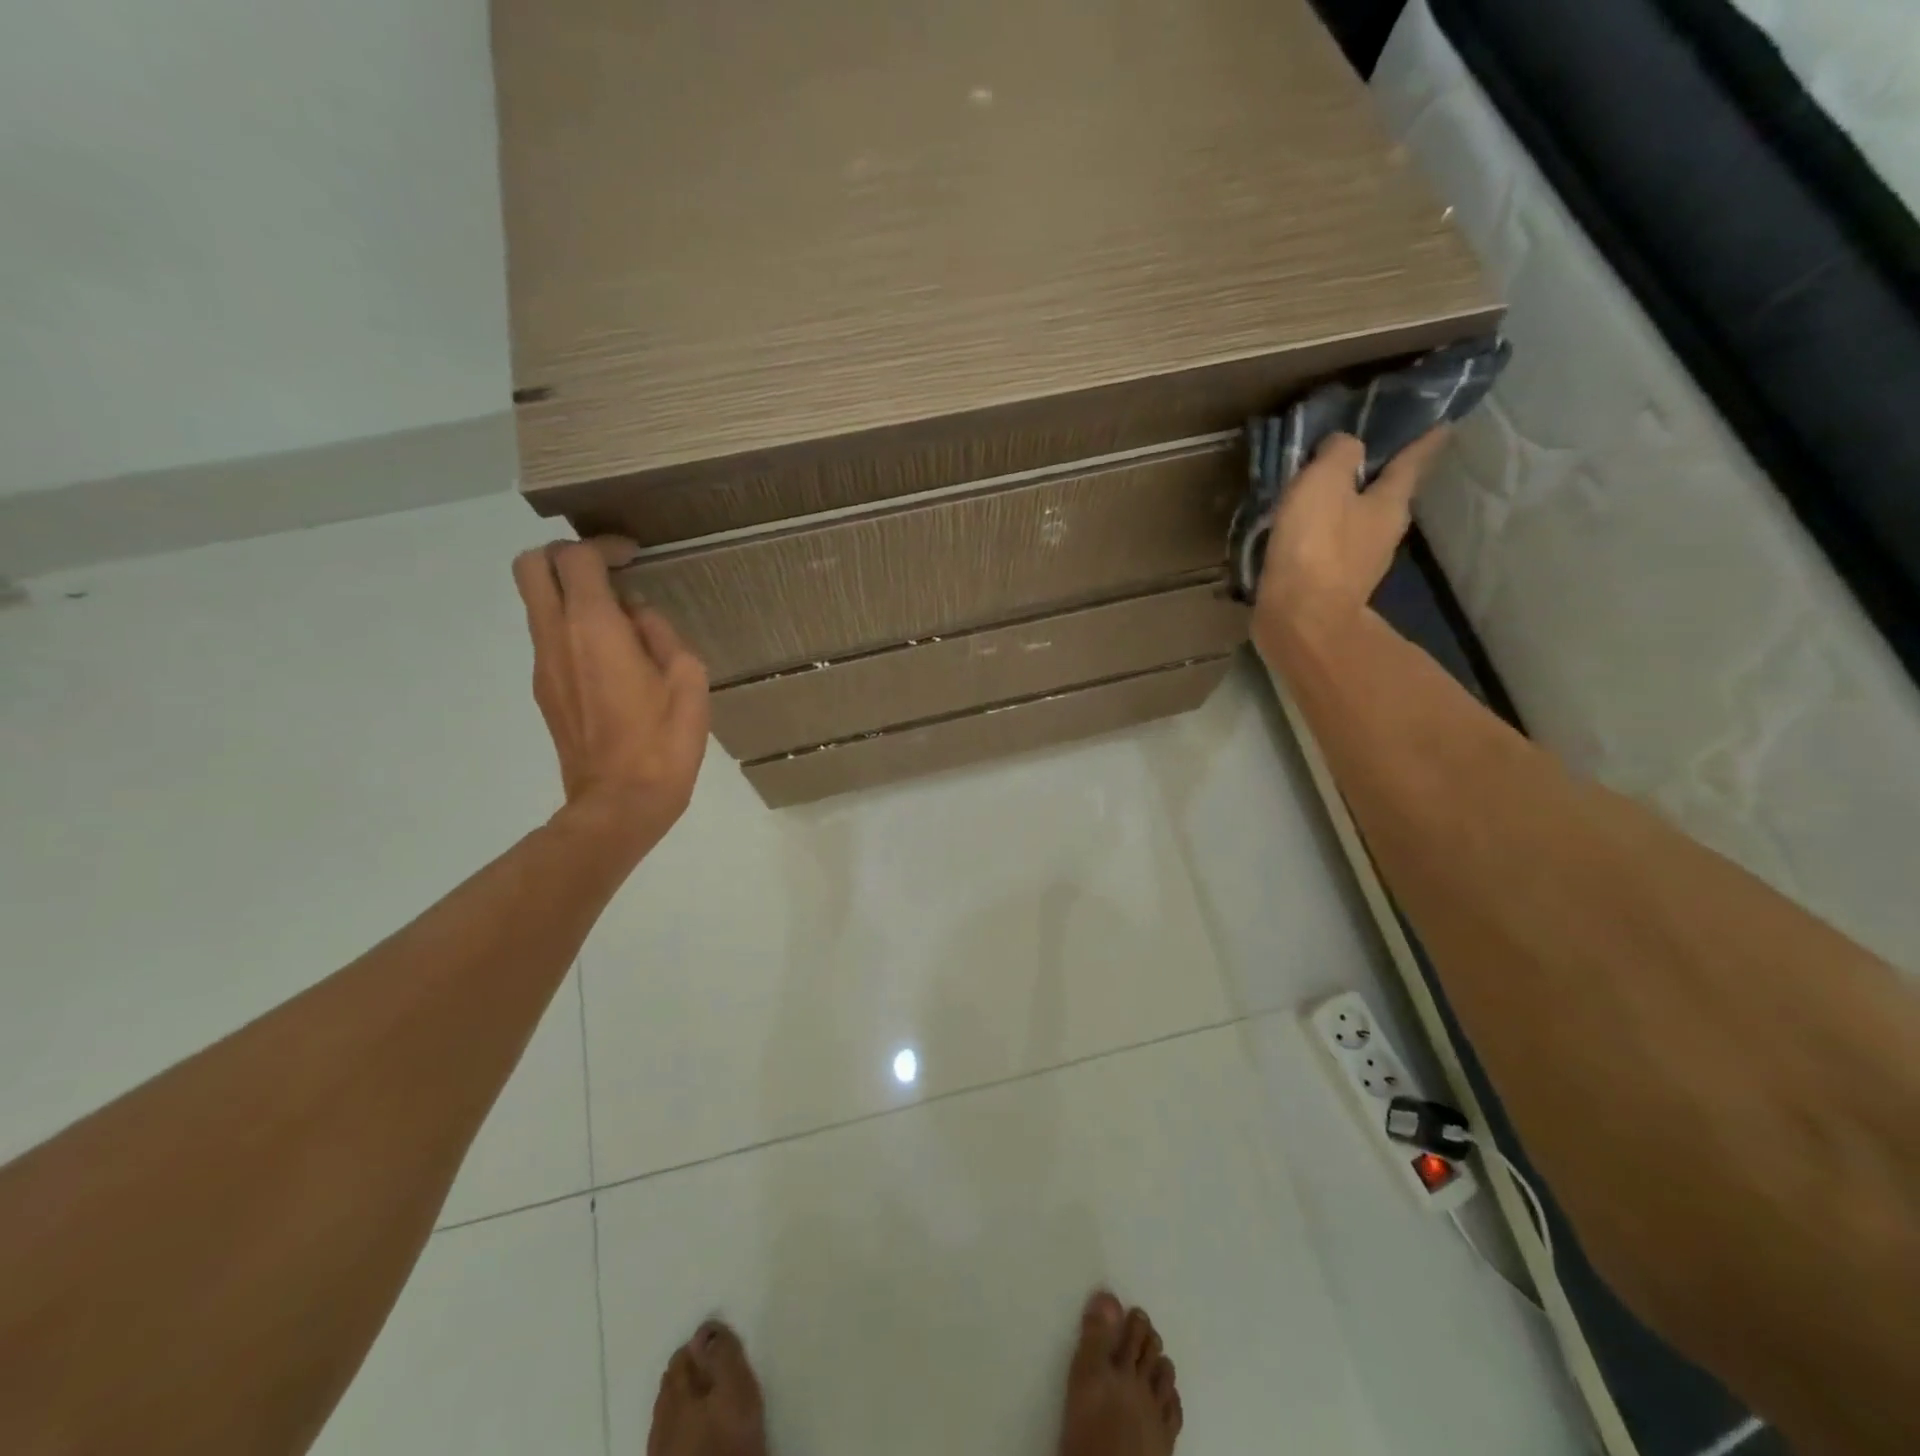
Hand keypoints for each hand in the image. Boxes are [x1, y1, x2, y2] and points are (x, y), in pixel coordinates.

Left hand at [513, 538, 709, 861]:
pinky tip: (613, 655)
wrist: (619, 803)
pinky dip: (572, 625)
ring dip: (569, 592)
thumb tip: (638, 616)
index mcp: (594, 629)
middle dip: (566, 555)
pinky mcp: (544, 689)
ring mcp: (544, 664)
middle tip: (608, 570)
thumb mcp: (688, 681)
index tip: (633, 556)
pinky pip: (549, 636)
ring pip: (535, 602)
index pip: (576, 558)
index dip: (603, 545)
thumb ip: (661, 635)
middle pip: (531, 566)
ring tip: (619, 616)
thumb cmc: (664, 743)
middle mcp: (556, 637)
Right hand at [1251, 429, 1448, 664]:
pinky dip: (1320, 541)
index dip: (1424, 442)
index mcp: (1390, 504)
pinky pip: (1329, 553)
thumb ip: (1338, 455)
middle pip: (1384, 497)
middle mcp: (1383, 535)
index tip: (1444, 426)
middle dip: (1375, 480)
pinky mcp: (1332, 590)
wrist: (1300, 620)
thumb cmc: (1316, 546)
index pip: (1411, 463)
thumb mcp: (1324, 483)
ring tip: (1320, 500)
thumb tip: (1344, 445)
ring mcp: (1359, 567)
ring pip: (1356, 526)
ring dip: (1343, 512)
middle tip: (1359, 462)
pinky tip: (1301, 539)